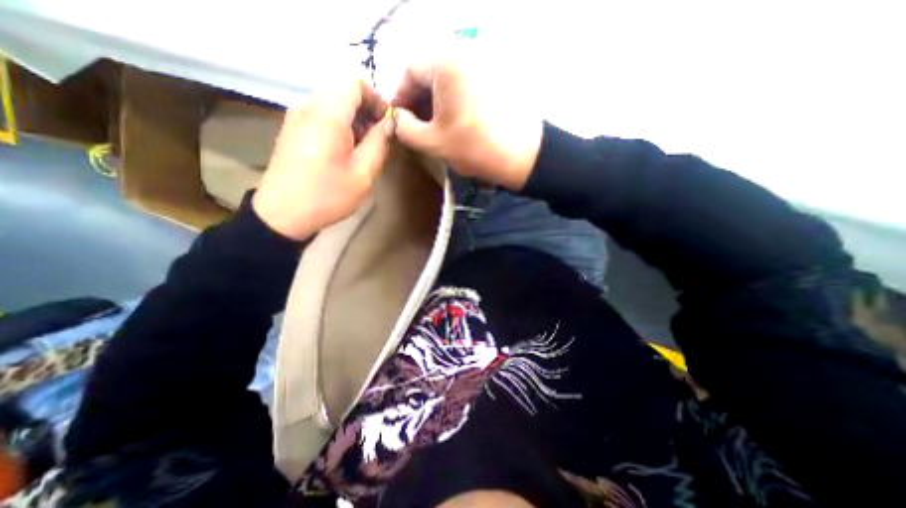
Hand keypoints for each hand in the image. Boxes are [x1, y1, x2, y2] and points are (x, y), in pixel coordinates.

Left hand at [249, 81, 393, 242]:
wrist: (283, 214)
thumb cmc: (328, 195)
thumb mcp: (363, 173)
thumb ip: (379, 143)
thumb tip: (389, 123)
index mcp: (328, 115)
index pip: (355, 84)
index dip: (377, 99)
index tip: (388, 123)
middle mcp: (308, 107)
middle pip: (342, 92)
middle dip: (366, 110)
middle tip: (380, 137)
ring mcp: (296, 118)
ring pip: (332, 103)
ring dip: (354, 119)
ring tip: (365, 147)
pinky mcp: (292, 130)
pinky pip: (320, 116)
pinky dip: (339, 125)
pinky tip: (346, 150)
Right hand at [394, 60, 540, 189]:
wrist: (523, 156)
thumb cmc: (475, 148)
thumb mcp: (433, 142)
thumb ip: (404, 128)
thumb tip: (396, 118)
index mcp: (446, 63)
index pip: (409, 70)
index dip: (400, 96)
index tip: (399, 120)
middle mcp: (465, 53)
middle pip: (429, 71)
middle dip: (417, 99)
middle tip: (415, 126)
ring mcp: (483, 63)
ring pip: (447, 78)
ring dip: (435, 101)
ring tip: (434, 127)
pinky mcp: (494, 77)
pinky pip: (464, 83)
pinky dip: (453, 100)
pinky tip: (454, 120)